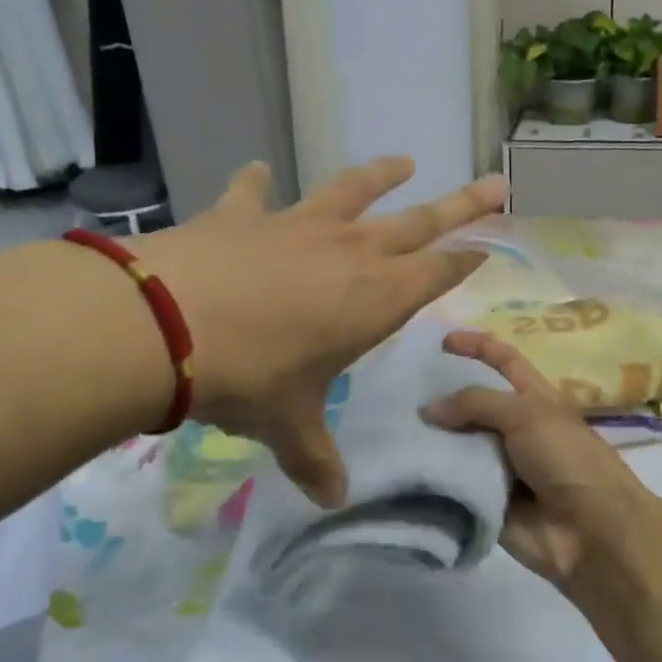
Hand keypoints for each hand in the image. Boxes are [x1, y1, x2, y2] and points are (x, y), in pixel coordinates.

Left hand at [136, 157, 505, 505]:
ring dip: (380, 176)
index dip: (464, 262)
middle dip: (461, 205)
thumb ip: (314, 458)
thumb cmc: (249, 378)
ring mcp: (297, 227)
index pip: (437, 274)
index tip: (487, 247)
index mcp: (375, 299)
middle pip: (419, 222)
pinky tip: (257, 170)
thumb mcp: (287, 425)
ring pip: (352, 191)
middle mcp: (349, 253)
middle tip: (495, 184)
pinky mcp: (243, 216)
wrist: (166, 326)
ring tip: (403, 162)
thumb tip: (331, 500)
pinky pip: (254, 193)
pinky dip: (256, 182)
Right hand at [422, 330, 654, 585]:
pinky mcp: (484, 500)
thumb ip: (476, 403)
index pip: (503, 361)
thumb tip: (427, 409)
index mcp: (535, 399)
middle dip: (441, 394)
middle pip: (473, 403)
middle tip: (397, 388)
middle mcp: (516, 429)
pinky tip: (399, 466)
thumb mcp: (526, 415)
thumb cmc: (567, 460)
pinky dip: (431, 476)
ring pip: (457, 443)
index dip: (476, 346)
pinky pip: (452, 483)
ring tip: (388, 425)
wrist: (589, 532)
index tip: (440, 341)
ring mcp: (499, 466)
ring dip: (429, 437)